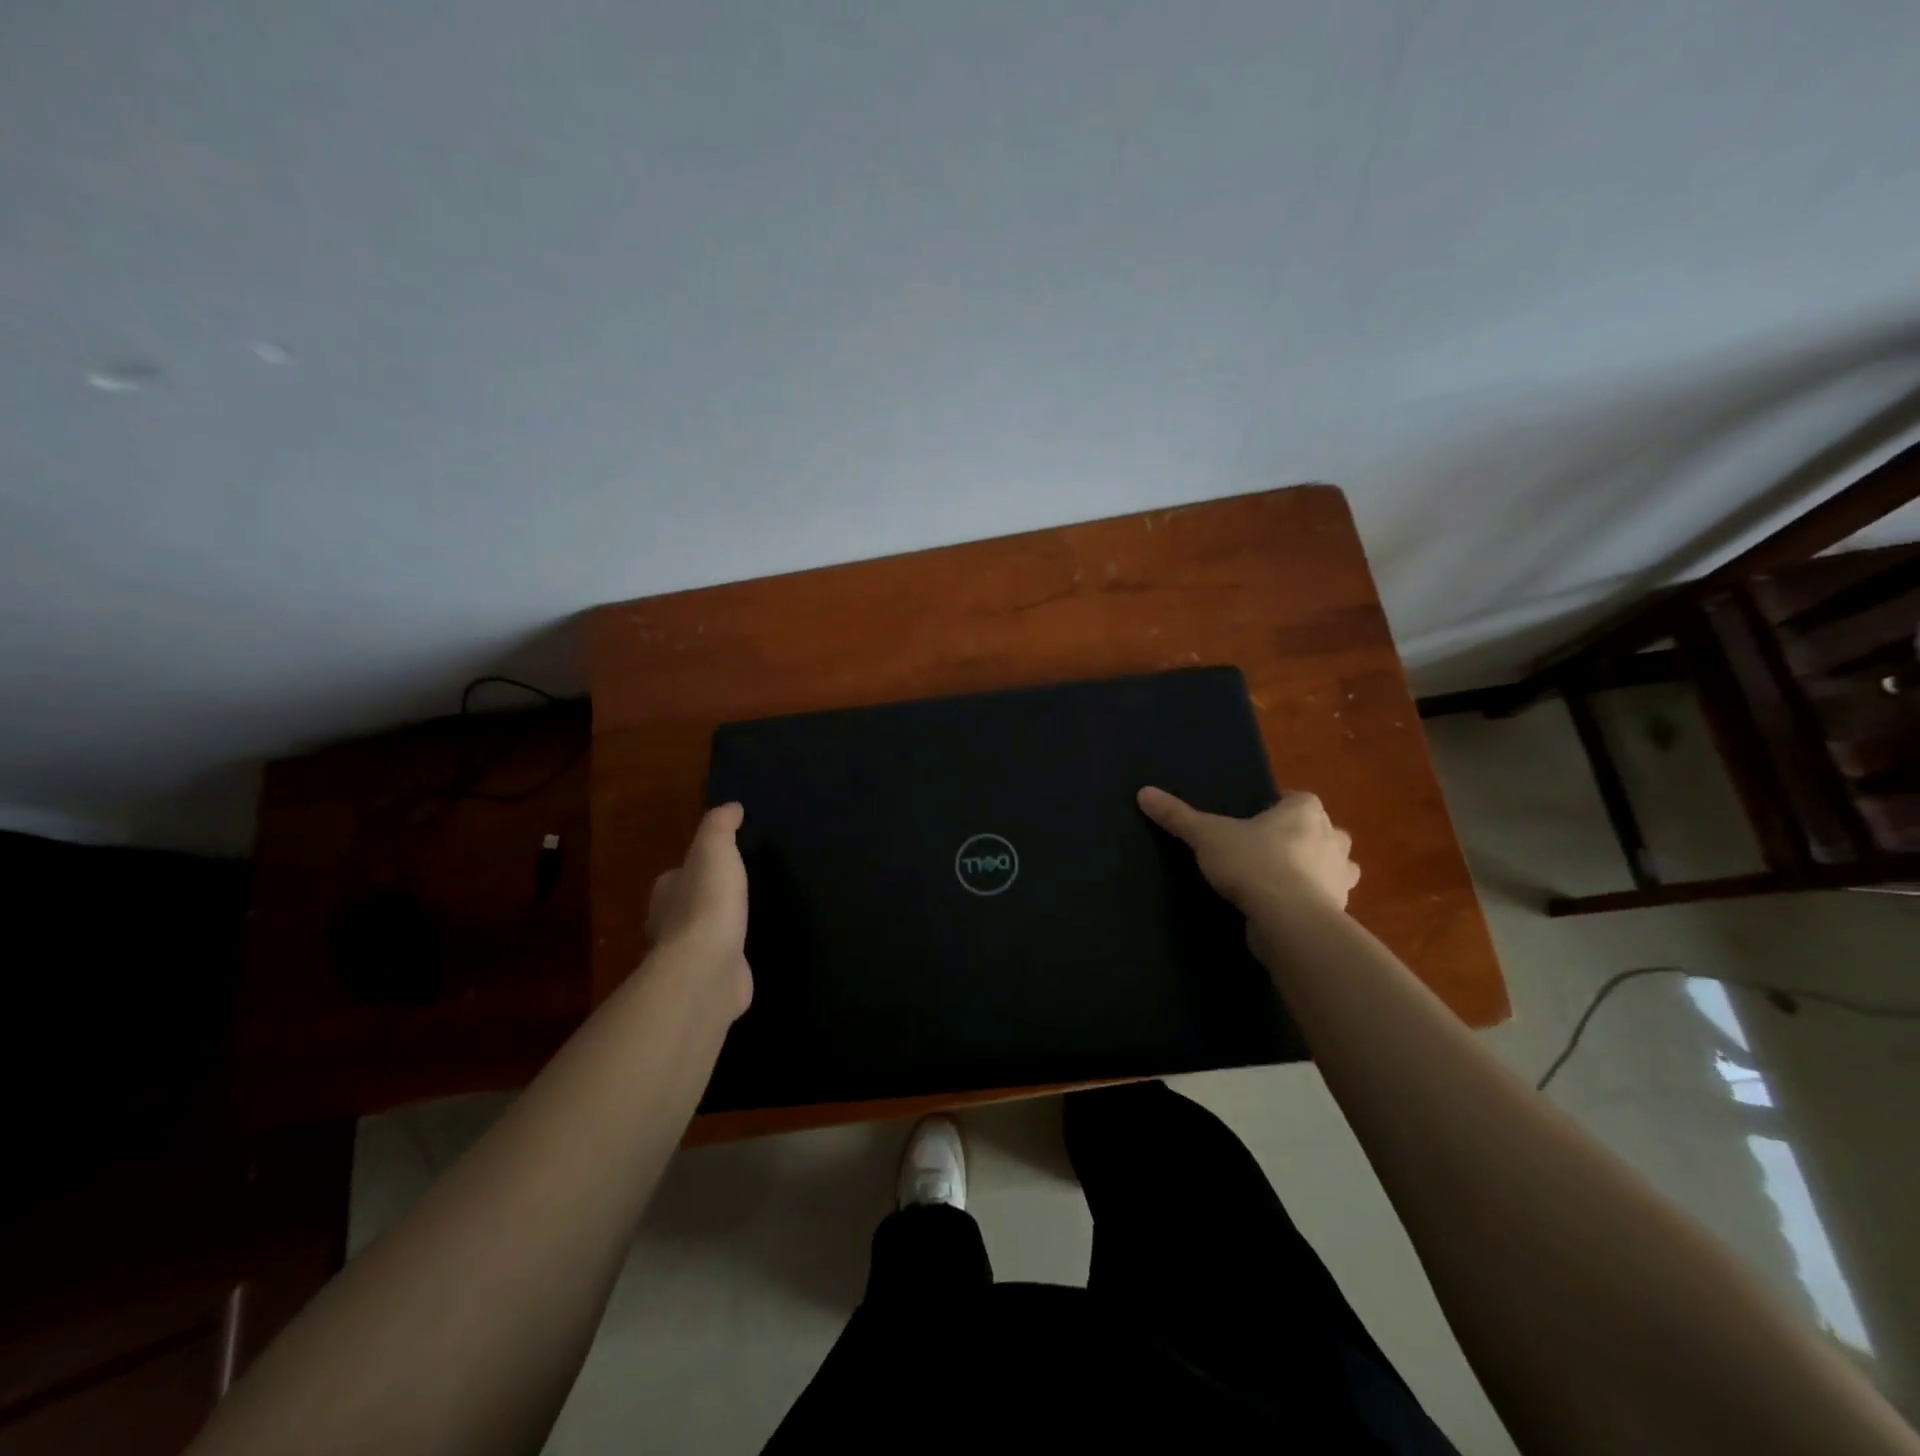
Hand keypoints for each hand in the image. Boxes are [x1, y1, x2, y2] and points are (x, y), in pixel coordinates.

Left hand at [646, 802, 751, 1018]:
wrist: (707, 968)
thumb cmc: (707, 903)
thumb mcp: (715, 850)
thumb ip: (720, 826)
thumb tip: (731, 806)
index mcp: (667, 892)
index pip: (676, 876)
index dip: (694, 868)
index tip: (718, 864)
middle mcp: (669, 925)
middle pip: (685, 907)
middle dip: (704, 901)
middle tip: (736, 893)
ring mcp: (688, 957)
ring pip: (702, 937)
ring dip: (717, 931)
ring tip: (746, 921)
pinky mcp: (707, 981)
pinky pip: (720, 963)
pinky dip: (730, 958)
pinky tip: (748, 953)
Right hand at [1137, 785, 1358, 914]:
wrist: (1288, 918)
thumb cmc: (1252, 863)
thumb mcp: (1206, 835)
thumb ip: (1178, 816)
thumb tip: (1144, 792)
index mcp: (1305, 811)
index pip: (1297, 799)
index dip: (1279, 808)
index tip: (1255, 822)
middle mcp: (1332, 837)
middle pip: (1321, 831)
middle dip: (1304, 839)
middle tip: (1269, 850)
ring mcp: (1340, 875)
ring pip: (1334, 866)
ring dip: (1316, 870)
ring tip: (1281, 881)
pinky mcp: (1339, 909)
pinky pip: (1328, 898)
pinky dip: (1313, 901)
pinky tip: (1287, 908)